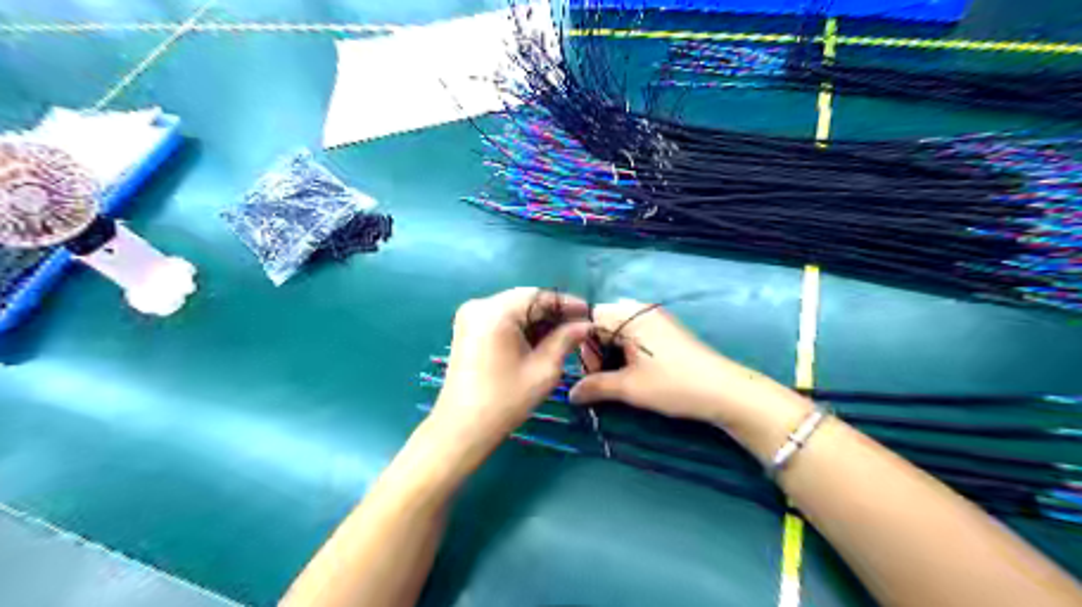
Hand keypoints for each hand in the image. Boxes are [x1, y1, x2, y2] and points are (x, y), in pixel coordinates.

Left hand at [432, 290, 590, 460]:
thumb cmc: (505, 400)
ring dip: (538, 320)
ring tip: (563, 336)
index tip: (588, 313)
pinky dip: (521, 327)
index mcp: (495, 312)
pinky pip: (501, 318)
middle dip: (552, 313)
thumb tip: (585, 324)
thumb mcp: (544, 369)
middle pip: (525, 299)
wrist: (462, 428)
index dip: (566, 303)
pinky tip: (539, 341)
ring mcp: (470, 317)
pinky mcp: (468, 329)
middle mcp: (479, 306)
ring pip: (514, 308)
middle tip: (579, 327)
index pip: (538, 295)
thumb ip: (566, 340)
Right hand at [569, 299, 805, 429]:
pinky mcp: (666, 329)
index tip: (589, 371)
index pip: (590, 319)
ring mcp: (656, 318)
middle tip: (603, 377)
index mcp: (630, 316)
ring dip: (612, 351)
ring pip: (619, 329)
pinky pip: (635, 332)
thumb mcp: (629, 388)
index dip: (582, 344)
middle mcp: (641, 310)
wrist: (724, 391)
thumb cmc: (673, 385)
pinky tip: (635, 371)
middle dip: (597, 349)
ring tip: (619, 377)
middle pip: (604, 322)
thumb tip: (569, 393)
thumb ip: (595, 386)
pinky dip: (627, 350)